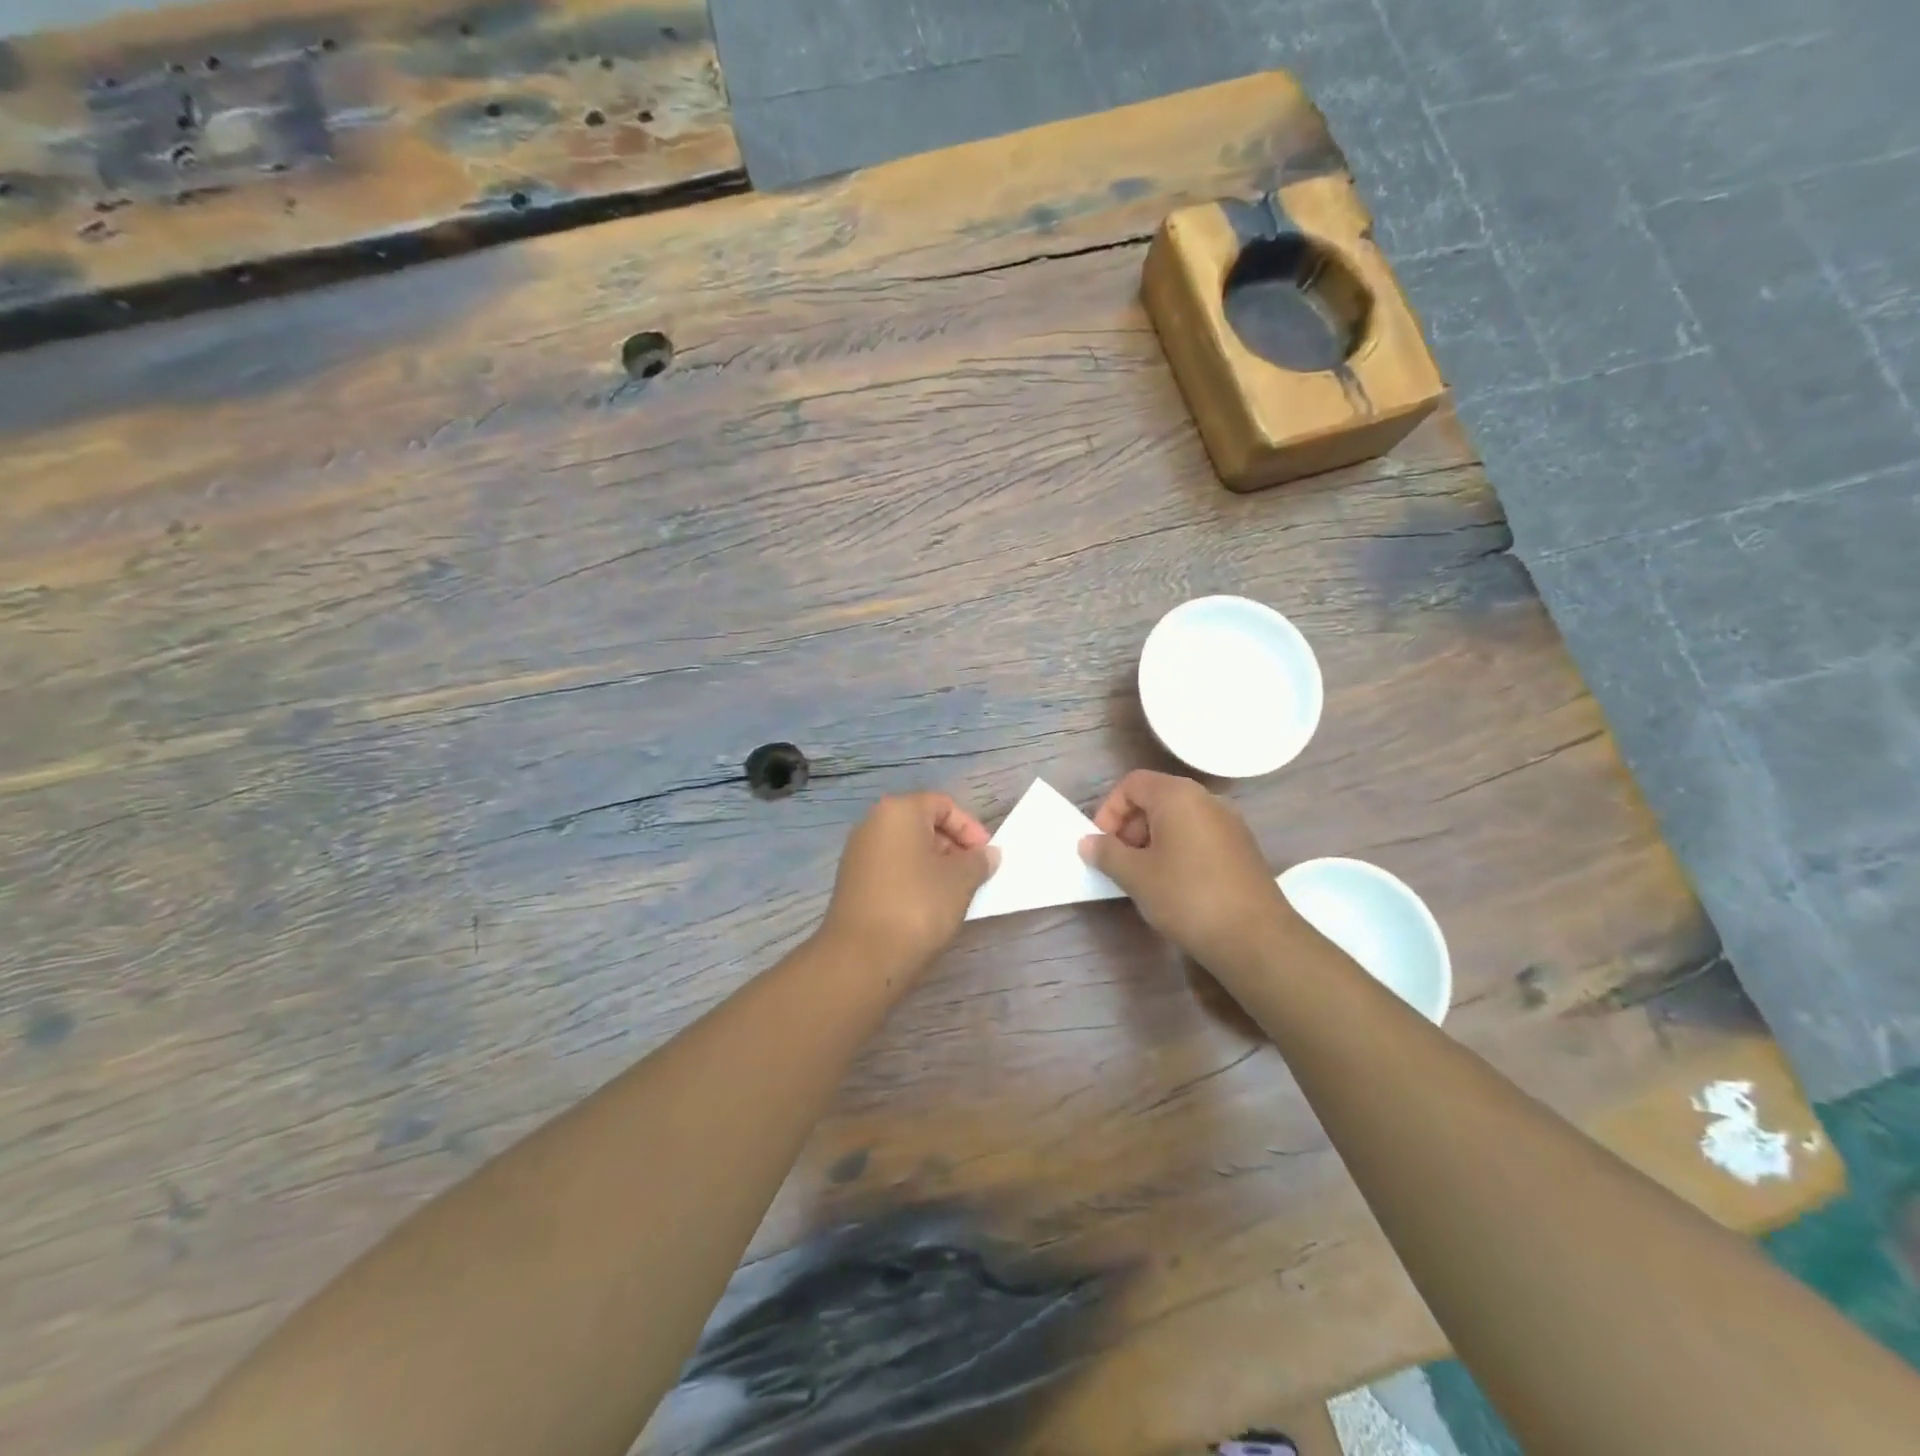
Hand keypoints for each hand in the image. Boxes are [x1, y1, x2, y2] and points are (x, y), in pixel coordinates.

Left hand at [819, 793, 998, 977]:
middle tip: (974, 874)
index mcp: (898, 812)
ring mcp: (858, 854)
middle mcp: (872, 824)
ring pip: (907, 849)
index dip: (969, 827)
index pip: (942, 804)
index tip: (986, 855)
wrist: (862, 957)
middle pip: (922, 824)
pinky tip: (929, 906)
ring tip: (956, 893)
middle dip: (953, 846)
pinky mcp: (853, 882)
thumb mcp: (960, 881)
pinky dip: (914, 879)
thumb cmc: (917, 906)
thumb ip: (978, 861)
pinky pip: (892, 869)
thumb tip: (988, 854)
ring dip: (934, 865)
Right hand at [1079, 770, 1295, 972]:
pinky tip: (1174, 884)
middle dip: (1130, 826)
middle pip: (1156, 798)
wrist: (1256, 937)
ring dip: (1153, 839)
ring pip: (1178, 818)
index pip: (1132, 783)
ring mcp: (1229, 823)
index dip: (1109, 810)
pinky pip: (1199, 835)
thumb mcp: (1136, 876)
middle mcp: (1206, 799)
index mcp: (1178, 795)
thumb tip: (1087, 842)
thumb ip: (1107, 853)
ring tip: (1144, 876)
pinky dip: (1178, 849)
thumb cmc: (1187, 897)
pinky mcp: (1242, 847)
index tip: (1102, 844)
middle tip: (1119, 862)